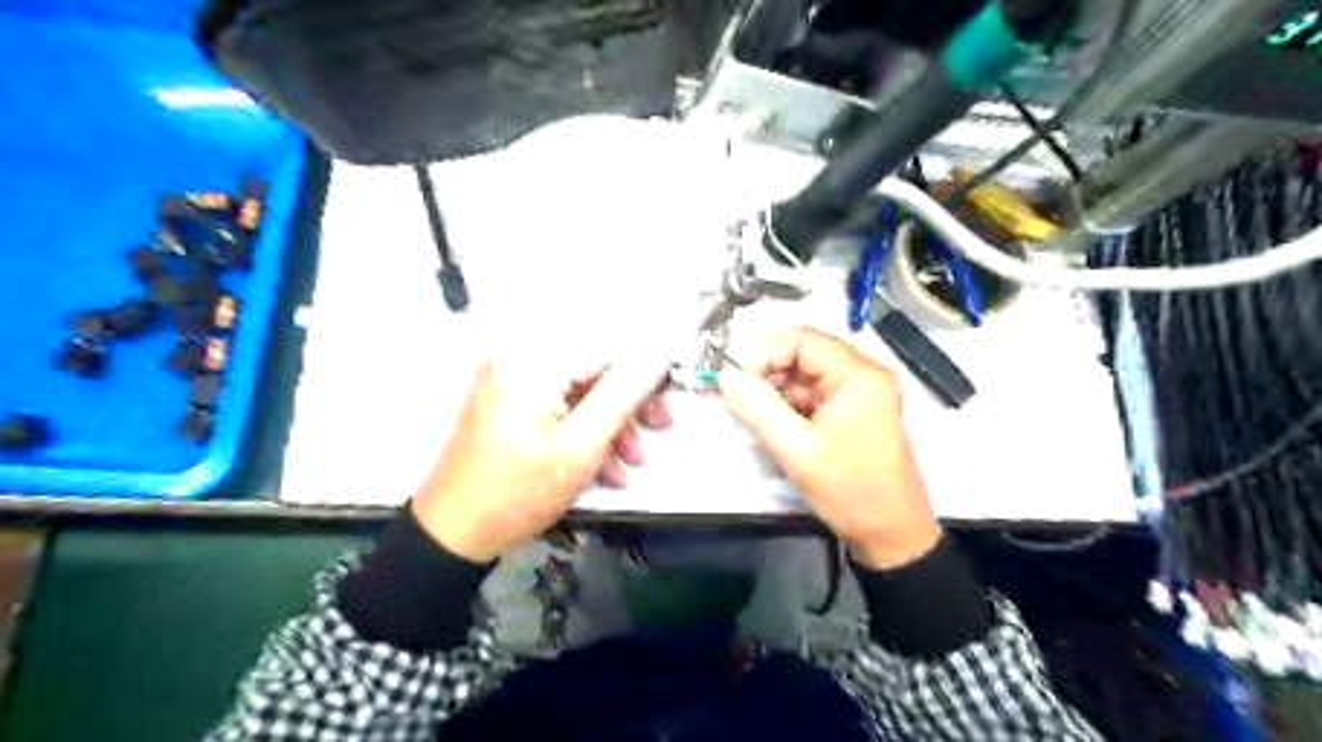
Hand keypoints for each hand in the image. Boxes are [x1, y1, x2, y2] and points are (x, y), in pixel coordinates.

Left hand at [411, 359, 670, 561]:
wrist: (453, 534)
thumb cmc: (518, 491)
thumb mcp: (581, 446)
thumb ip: (624, 394)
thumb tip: (659, 352)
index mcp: (534, 360)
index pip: (609, 344)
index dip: (647, 369)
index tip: (668, 401)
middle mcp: (522, 358)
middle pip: (596, 365)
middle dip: (631, 402)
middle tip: (660, 431)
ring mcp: (514, 380)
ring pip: (583, 389)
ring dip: (613, 424)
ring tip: (631, 464)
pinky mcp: (512, 402)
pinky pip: (562, 406)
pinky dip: (586, 431)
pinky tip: (605, 469)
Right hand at [721, 327, 937, 571]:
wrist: (893, 535)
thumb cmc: (850, 491)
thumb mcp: (797, 449)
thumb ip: (758, 408)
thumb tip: (725, 376)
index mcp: (857, 374)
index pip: (801, 339)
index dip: (762, 353)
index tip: (734, 378)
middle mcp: (861, 375)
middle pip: (803, 355)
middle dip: (767, 374)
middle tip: (738, 399)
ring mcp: (859, 394)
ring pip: (805, 377)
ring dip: (776, 392)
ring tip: (753, 417)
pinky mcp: (853, 413)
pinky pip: (813, 396)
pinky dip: (789, 406)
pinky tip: (774, 426)